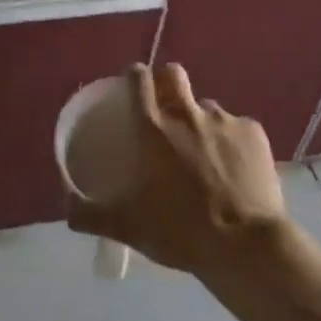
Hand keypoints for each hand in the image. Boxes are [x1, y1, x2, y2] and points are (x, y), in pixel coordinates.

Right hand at [64, 64, 286, 278]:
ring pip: (206, 105)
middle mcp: (187, 113)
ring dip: (200, 120)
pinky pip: (237, 127)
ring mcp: (224, 120)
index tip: (132, 86)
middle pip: (173, 74)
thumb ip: (91, 216)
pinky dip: (231, 141)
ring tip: (204, 152)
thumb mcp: (128, 227)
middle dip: (167, 83)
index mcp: (153, 128)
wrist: (246, 246)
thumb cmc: (181, 231)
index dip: (134, 77)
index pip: (139, 80)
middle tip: (166, 110)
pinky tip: (234, 168)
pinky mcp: (254, 132)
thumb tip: (66, 211)